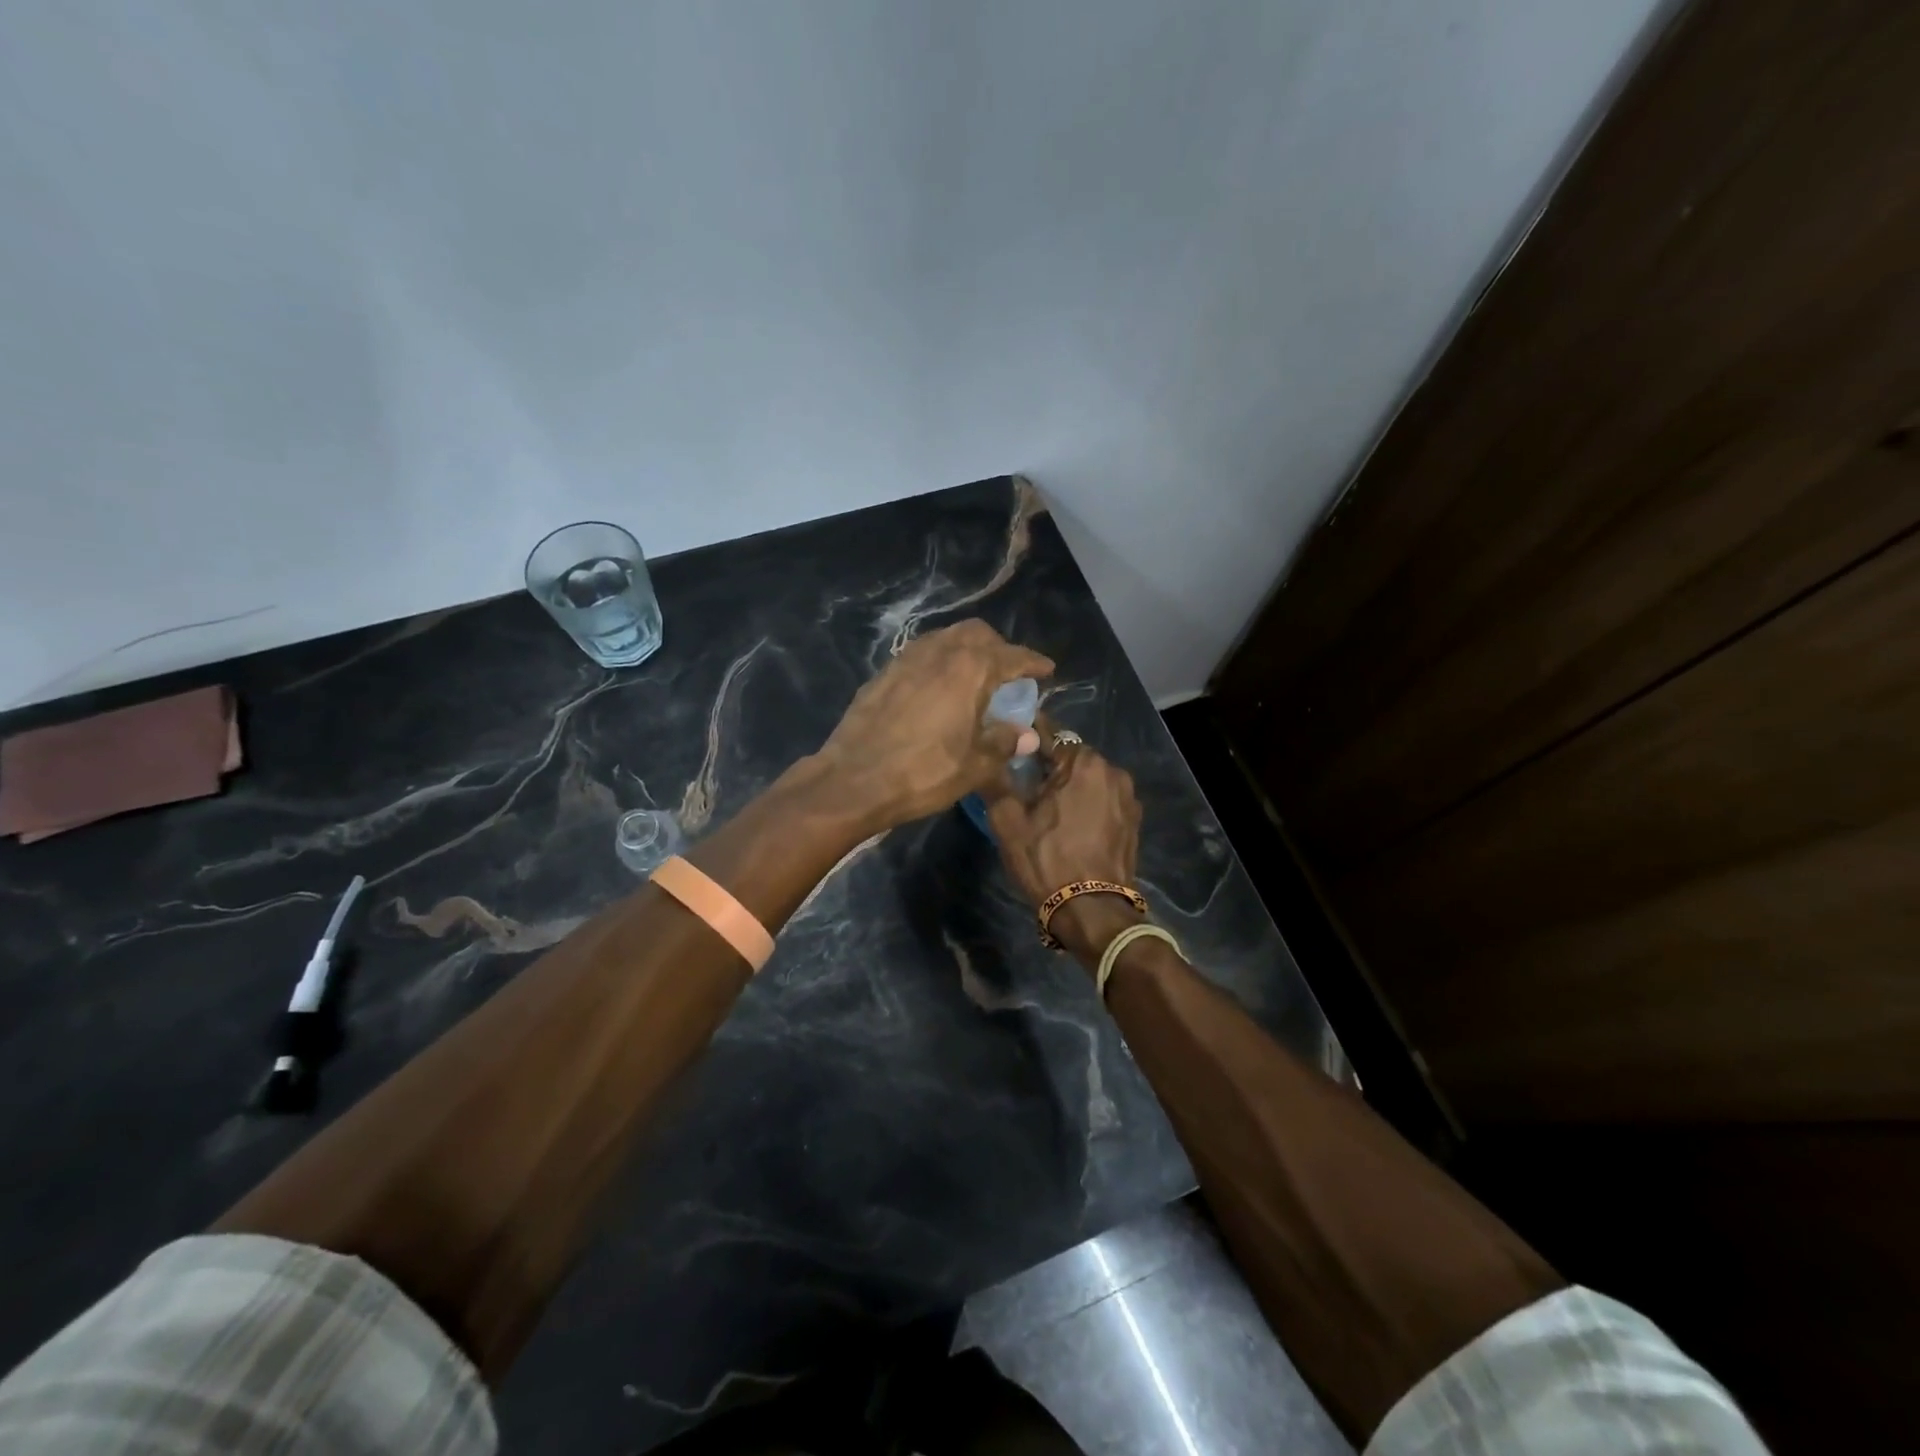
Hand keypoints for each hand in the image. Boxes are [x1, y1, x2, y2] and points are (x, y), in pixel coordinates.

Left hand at [814, 620, 1053, 830]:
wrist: (853, 779)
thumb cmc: (923, 772)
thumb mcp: (975, 765)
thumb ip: (1004, 743)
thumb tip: (1026, 735)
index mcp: (970, 668)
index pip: (1012, 656)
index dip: (1033, 662)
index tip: (1047, 670)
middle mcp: (939, 652)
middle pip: (977, 634)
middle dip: (998, 647)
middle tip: (1008, 674)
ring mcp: (906, 659)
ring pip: (945, 638)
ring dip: (966, 650)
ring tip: (974, 678)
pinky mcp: (883, 673)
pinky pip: (921, 655)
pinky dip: (939, 662)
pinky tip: (938, 688)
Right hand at [985, 739, 1146, 966]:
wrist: (1092, 911)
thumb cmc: (1047, 860)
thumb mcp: (1008, 821)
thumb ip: (996, 779)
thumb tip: (988, 754)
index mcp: (1083, 762)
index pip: (1049, 732)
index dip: (1025, 736)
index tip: (1007, 743)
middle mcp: (1113, 771)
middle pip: (1071, 756)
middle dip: (1048, 764)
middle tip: (1022, 781)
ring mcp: (1128, 798)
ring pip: (1088, 779)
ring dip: (1068, 785)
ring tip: (1045, 806)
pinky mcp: (1133, 822)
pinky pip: (1103, 800)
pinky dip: (1086, 804)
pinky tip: (1069, 824)